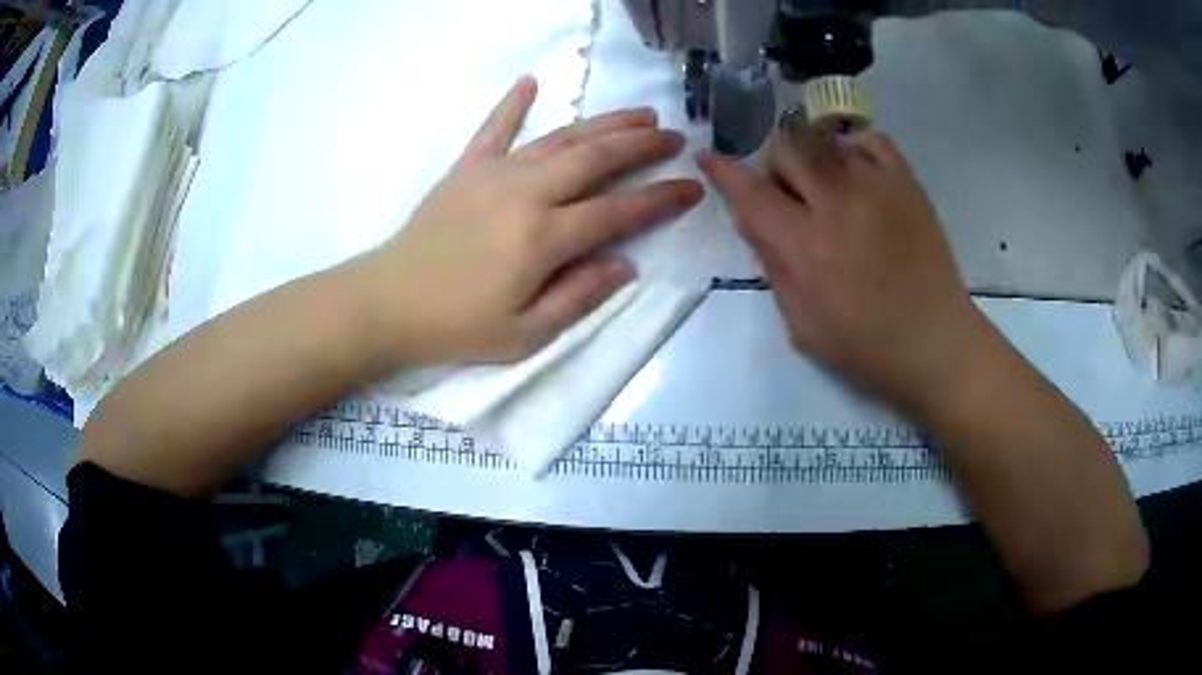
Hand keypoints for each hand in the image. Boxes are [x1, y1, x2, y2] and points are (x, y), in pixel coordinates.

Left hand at [359, 76, 703, 366]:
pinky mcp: (466, 169)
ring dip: (603, 123)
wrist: (388, 303)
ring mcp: (495, 174)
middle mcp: (527, 194)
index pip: (619, 211)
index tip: (693, 188)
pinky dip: (512, 104)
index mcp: (544, 238)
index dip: (661, 199)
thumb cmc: (457, 326)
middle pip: (596, 159)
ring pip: (560, 138)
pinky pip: (493, 129)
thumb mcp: (525, 334)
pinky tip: (531, 81)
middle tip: (673, 135)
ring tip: (638, 113)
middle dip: (641, 145)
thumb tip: (625, 264)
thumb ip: (579, 297)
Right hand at [697, 130, 983, 412]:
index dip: (723, 172)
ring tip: (828, 193)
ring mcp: (877, 185)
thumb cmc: (866, 345)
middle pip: (786, 148)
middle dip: (775, 169)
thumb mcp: (802, 324)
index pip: (751, 194)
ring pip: (822, 140)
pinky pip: (868, 139)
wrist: (937, 341)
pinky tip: (856, 176)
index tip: (706, 157)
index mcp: (808, 247)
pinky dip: (851, 150)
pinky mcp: (907, 181)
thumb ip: (771, 264)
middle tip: (790, 199)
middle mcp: (839, 203)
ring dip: (812, 161)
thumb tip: (746, 216)